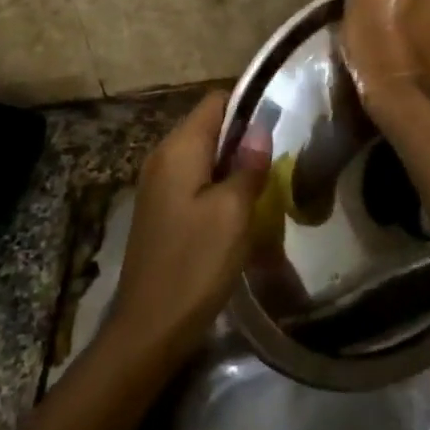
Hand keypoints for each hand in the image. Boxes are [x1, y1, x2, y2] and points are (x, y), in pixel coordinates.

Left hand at [107, 89, 269, 365]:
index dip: (248, 104)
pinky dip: (217, 184)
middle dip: (243, 137)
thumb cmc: (195, 263)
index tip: (281, 121)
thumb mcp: (234, 212)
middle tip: (278, 158)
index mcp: (178, 148)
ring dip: (232, 164)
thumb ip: (248, 166)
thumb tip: (259, 129)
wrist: (148, 328)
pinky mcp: (159, 209)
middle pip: (209, 126)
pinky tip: (238, 209)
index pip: (216, 101)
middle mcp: (162, 156)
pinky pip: (193, 179)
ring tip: (265, 183)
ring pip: (203, 155)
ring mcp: (157, 184)